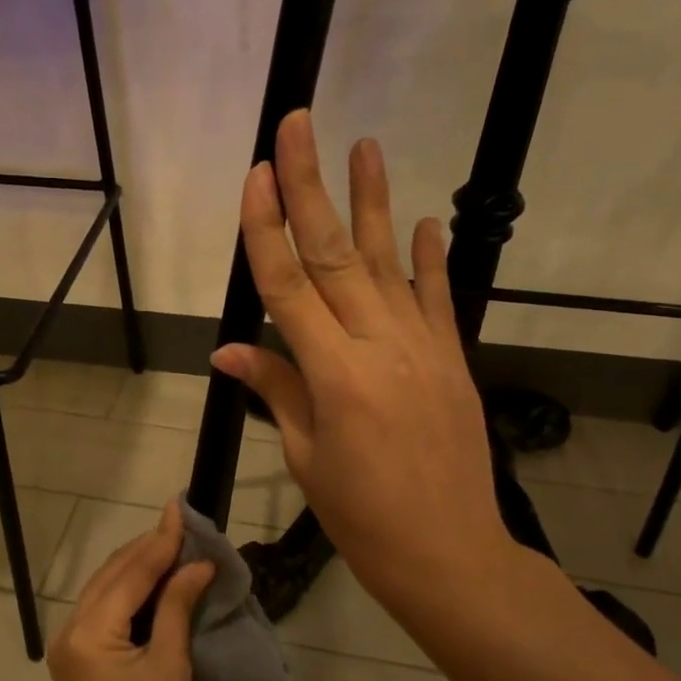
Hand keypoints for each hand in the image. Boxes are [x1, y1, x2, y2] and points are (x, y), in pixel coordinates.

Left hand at [47, 500, 214, 680]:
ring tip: (174, 545)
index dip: (160, 540)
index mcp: (90, 632)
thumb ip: (177, 608)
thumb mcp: (170, 669)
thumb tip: (196, 565)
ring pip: (106, 591)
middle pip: (112, 575)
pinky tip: (156, 583)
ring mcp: (71, 648)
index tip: (181, 507)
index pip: (130, 573)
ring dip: (138, 568)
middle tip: (182, 523)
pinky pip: (105, 613)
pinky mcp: (80, 663)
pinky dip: (130, 594)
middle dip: (147, 548)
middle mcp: (71, 631)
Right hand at [209, 110, 525, 623]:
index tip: (254, 176)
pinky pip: (437, 299)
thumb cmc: (362, 516)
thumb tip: (229, 350)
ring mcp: (422, 348)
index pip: (287, 287)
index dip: (265, 229)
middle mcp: (378, 346)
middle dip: (311, 186)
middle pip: (333, 255)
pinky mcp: (451, 360)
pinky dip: (430, 259)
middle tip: (299, 126)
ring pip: (388, 263)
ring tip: (366, 145)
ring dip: (372, 203)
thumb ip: (275, 390)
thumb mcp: (306, 456)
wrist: (449, 553)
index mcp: (333, 375)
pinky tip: (423, 220)